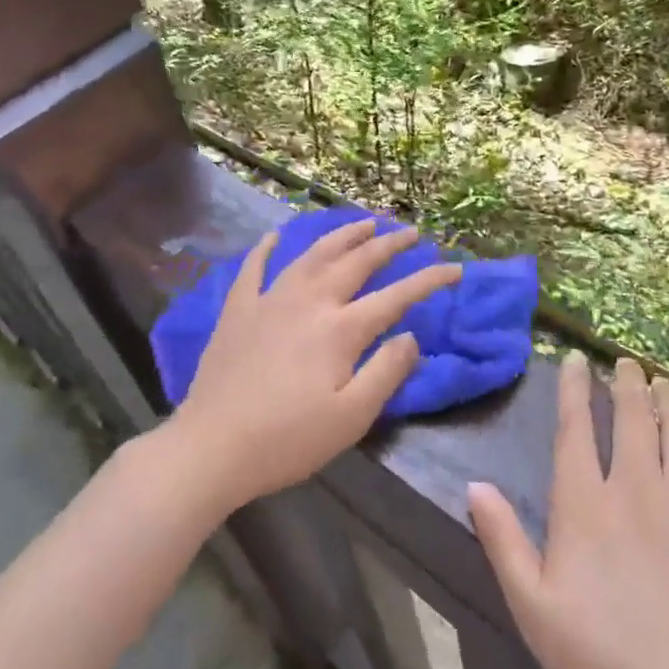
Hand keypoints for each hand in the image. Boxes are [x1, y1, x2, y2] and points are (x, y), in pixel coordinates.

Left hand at [170, 218, 461, 509]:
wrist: (213, 445)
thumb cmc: (289, 439)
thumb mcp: (352, 417)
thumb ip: (387, 371)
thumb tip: (410, 336)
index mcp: (341, 329)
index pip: (396, 296)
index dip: (429, 280)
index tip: (455, 268)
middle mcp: (309, 301)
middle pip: (356, 262)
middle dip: (388, 245)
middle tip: (410, 232)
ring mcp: (269, 299)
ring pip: (312, 254)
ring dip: (341, 235)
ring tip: (364, 223)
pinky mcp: (238, 309)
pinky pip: (254, 267)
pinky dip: (267, 247)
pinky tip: (276, 235)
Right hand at [467, 353, 668, 668]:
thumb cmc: (606, 664)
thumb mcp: (533, 608)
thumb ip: (503, 541)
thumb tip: (475, 485)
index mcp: (586, 505)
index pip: (576, 431)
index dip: (574, 390)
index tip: (577, 361)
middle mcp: (638, 490)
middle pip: (632, 421)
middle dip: (628, 386)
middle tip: (627, 363)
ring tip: (667, 384)